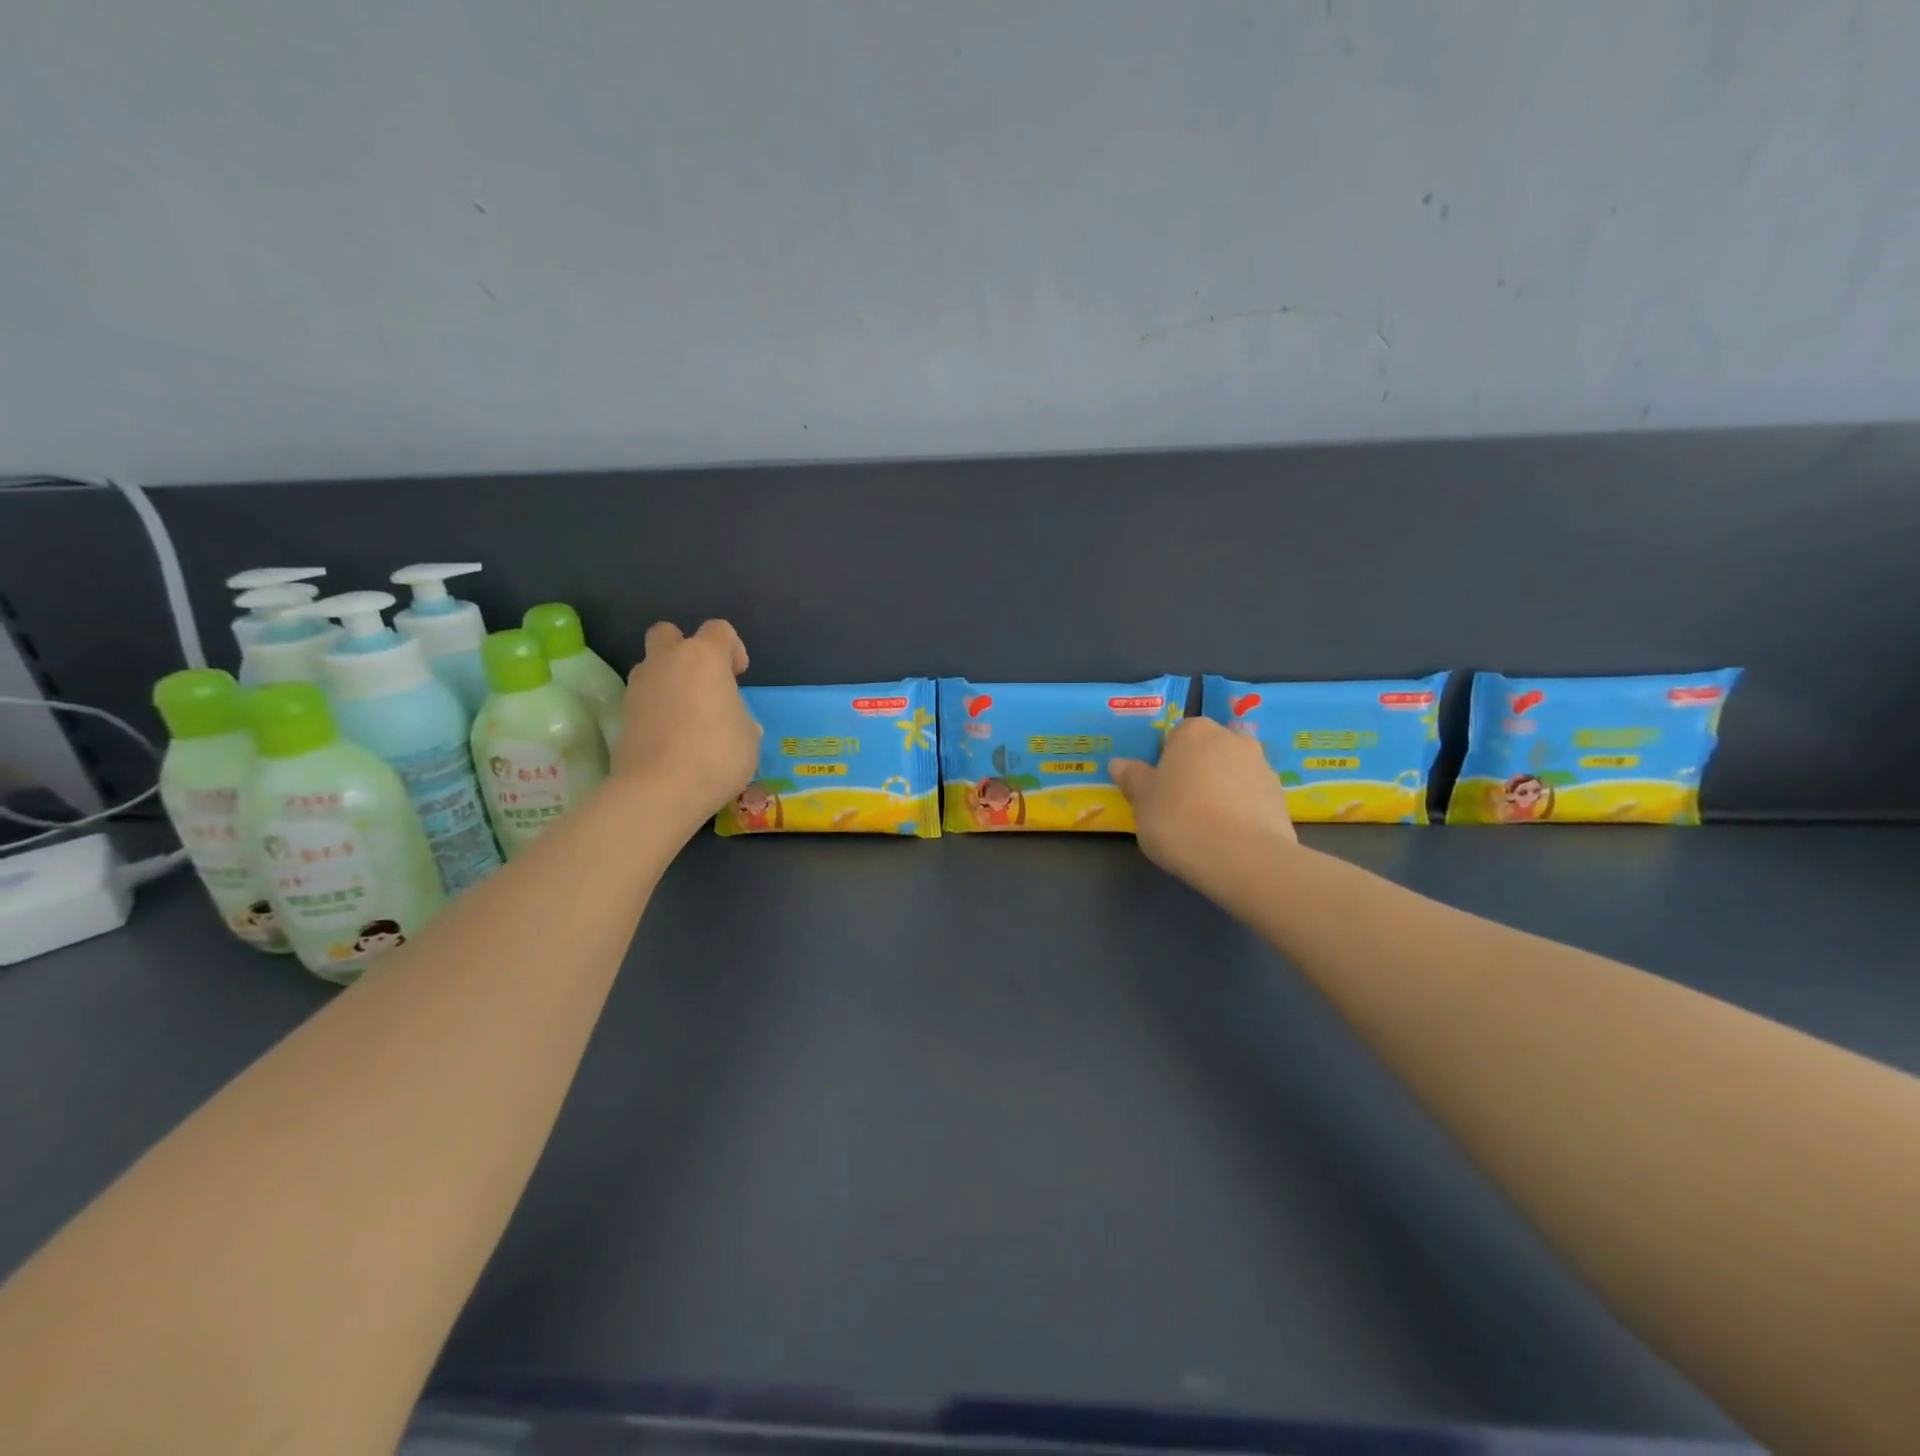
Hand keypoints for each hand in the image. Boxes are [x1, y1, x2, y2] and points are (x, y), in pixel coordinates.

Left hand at [614, 620, 760, 832]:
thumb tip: (732, 721)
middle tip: (703, 682)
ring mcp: (638, 687)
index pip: (719, 630)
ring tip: (688, 715)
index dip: (733, 648)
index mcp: (703, 657)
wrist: (660, 790)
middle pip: (669, 634)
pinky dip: (656, 708)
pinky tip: (672, 736)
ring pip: (652, 667)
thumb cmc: (717, 754)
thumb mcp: (749, 736)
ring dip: (668, 680)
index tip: (739, 675)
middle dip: (685, 650)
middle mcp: (666, 661)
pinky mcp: (622, 715)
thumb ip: (739, 716)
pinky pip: (643, 698)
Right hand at [1110, 717, 1296, 880]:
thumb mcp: (1141, 800)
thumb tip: (1119, 764)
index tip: (1158, 789)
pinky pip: (1251, 799)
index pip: (1176, 737)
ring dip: (1221, 791)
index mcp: (1195, 731)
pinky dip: (1241, 811)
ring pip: (1232, 775)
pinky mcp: (1281, 798)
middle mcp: (1233, 739)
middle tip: (1179, 807)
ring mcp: (1262, 767)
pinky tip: (1228, 838)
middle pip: (1207, 752)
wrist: (1241, 857)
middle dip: (1196, 773)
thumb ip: (1132, 778)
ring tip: (1206, 828)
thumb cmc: (1178, 818)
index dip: (1165, 762)